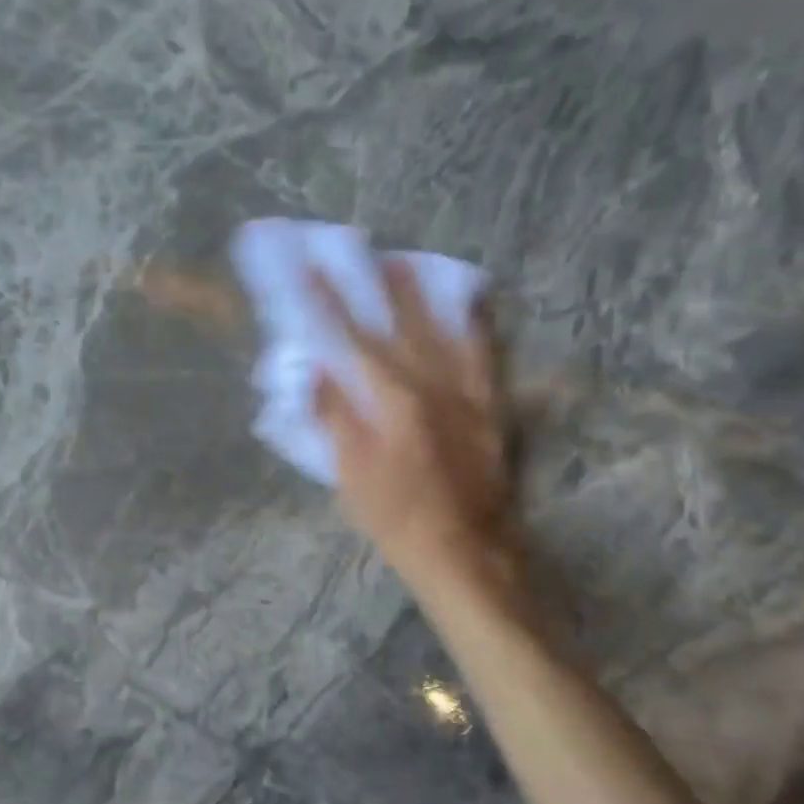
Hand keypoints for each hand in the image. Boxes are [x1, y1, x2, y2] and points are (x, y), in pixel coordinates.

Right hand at [312, 260, 525, 608]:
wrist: (466, 552)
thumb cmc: (397, 518)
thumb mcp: (350, 473)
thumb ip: (335, 417)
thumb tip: (316, 370)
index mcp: (394, 400)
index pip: (353, 339)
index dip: (329, 302)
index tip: (311, 268)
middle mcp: (435, 385)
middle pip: (402, 323)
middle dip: (377, 285)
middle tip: (363, 250)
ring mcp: (469, 394)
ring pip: (447, 329)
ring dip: (424, 294)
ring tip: (409, 262)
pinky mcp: (492, 408)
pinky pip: (486, 354)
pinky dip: (475, 324)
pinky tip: (470, 305)